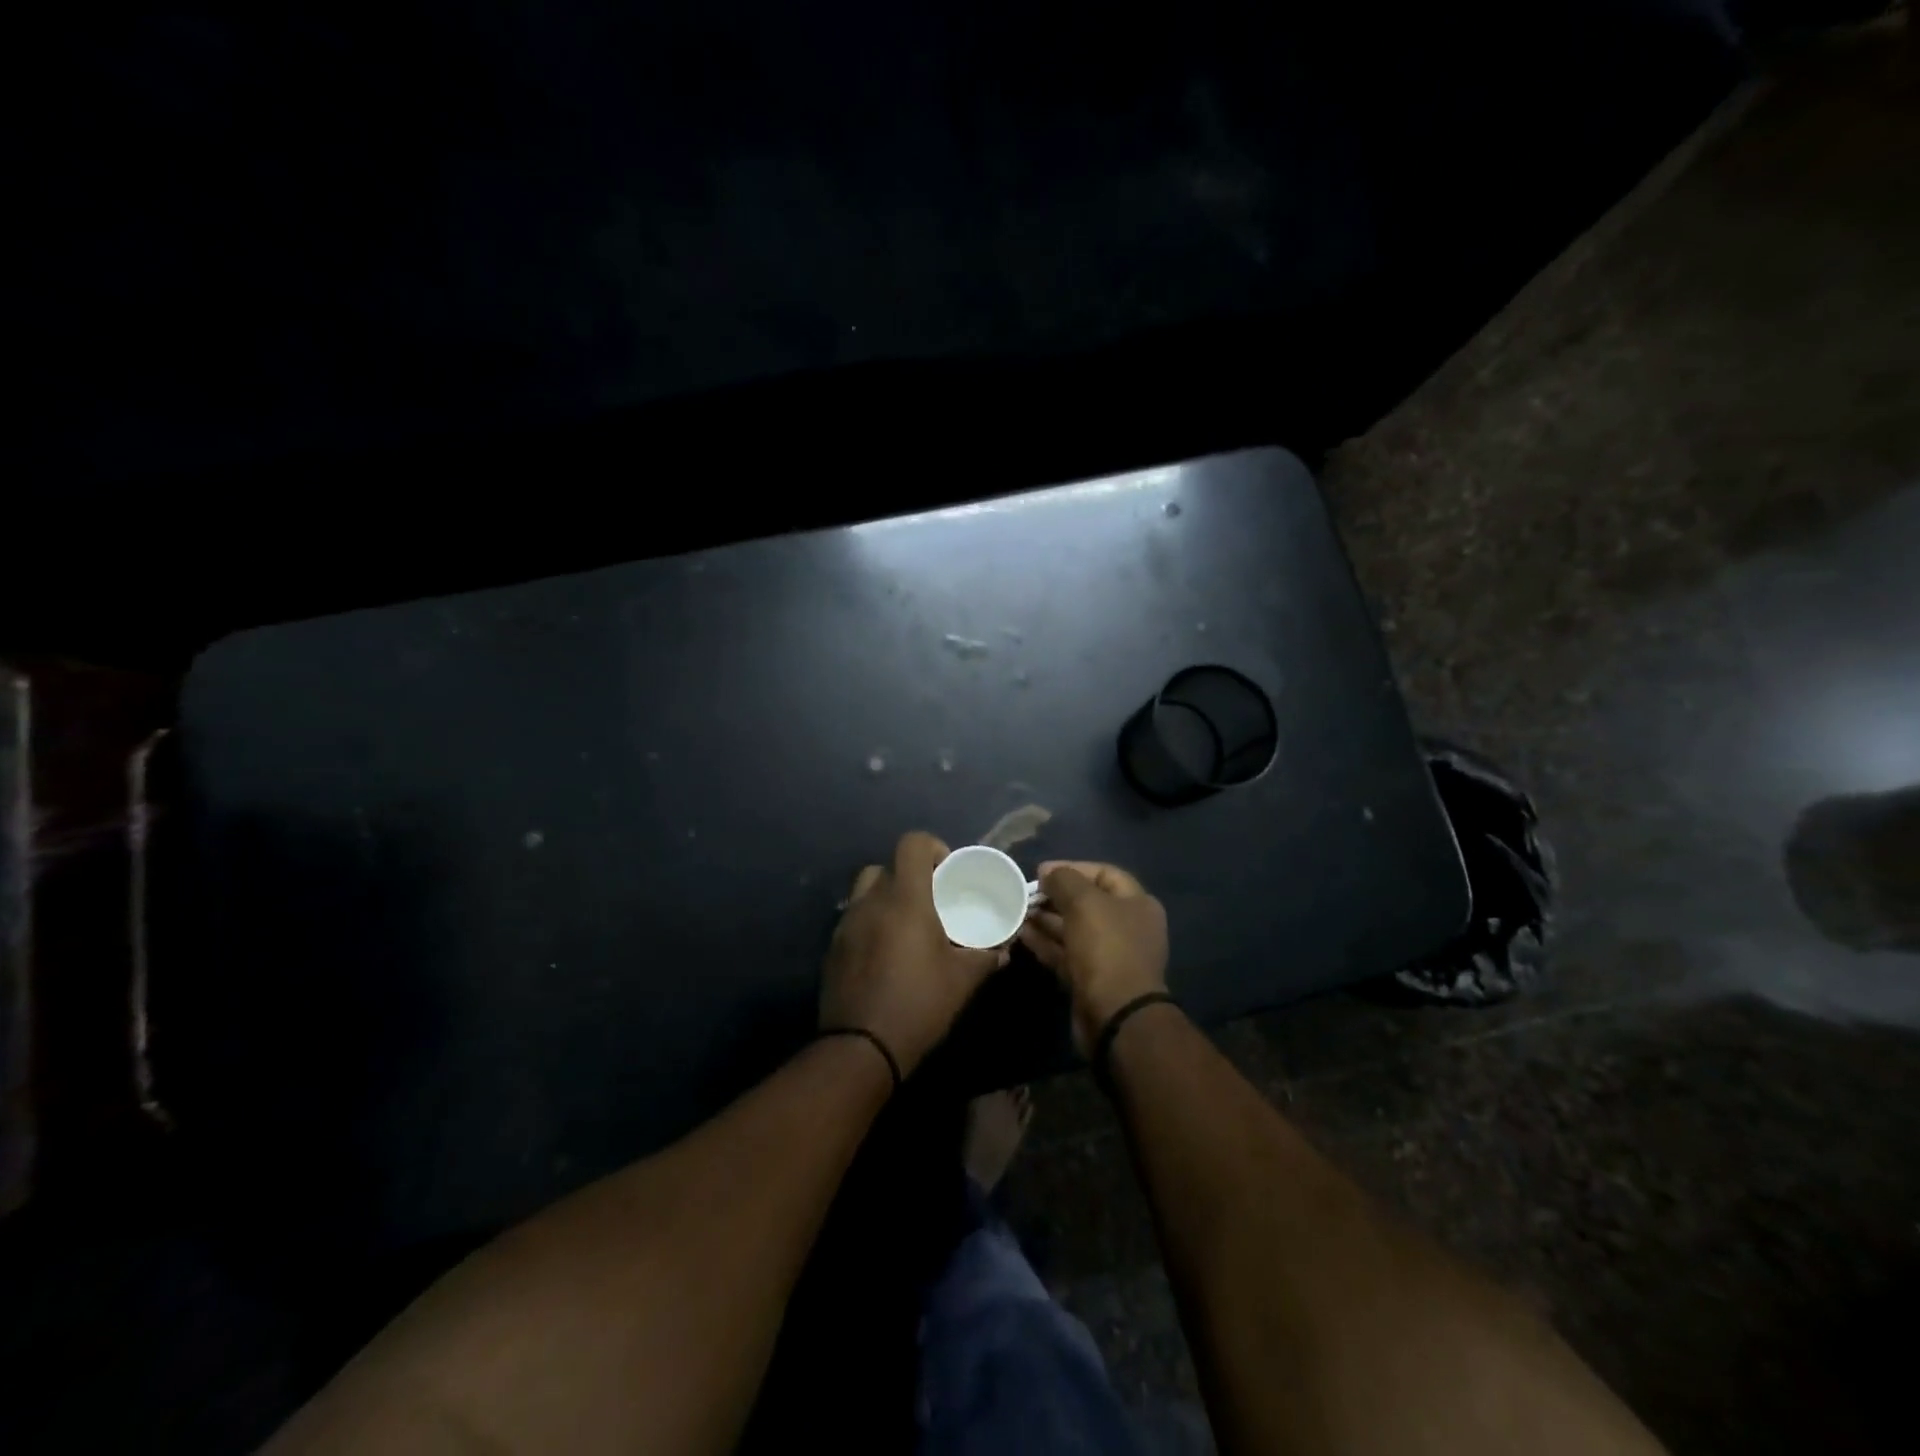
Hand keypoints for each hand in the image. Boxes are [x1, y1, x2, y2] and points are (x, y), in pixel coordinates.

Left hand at [820, 832, 1005, 1076]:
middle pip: (888, 866)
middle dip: (911, 876)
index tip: (948, 873)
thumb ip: (985, 957)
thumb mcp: (962, 980)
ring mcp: (847, 923)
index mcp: (905, 898)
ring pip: (867, 891)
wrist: (860, 1047)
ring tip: (908, 925)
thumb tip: (1003, 949)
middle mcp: (871, 901)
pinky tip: (887, 953)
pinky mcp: (833, 947)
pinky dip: (872, 923)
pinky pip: (854, 919)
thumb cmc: (918, 1004)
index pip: (912, 844)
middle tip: (932, 903)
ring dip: (888, 897)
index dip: (932, 848)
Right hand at [1019, 860, 1169, 1054]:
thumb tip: (1048, 873)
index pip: (1103, 874)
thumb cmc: (1106, 948)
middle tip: (1025, 893)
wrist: (1115, 1015)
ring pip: (1072, 929)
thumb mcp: (1085, 902)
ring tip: (1017, 911)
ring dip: (1045, 919)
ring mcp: (1109, 955)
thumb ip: (1064, 880)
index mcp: (1137, 904)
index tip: (1041, 871)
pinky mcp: (1090, 979)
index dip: (1072, 868)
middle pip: (1086, 902)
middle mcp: (1126, 927)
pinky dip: (1045, 942)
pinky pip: (1065, 953)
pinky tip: (1022, 934)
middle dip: (1055, 896)